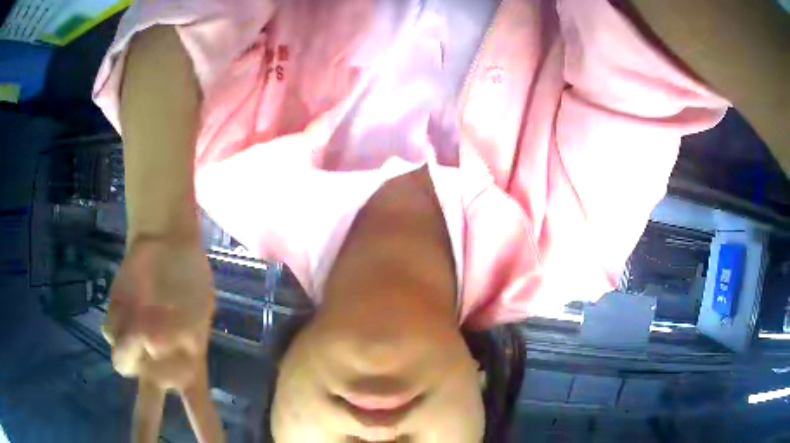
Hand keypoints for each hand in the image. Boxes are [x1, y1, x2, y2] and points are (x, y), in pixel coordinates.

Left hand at [103, 235, 222, 442]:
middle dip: (143, 432)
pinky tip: (130, 303)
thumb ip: (178, 332)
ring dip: (132, 345)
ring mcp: (133, 347)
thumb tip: (152, 346)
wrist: (163, 247)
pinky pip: (110, 333)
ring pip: (124, 365)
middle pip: (148, 407)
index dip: (206, 435)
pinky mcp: (113, 325)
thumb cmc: (189, 280)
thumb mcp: (196, 307)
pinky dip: (119, 319)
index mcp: (187, 367)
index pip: (200, 411)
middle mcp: (158, 365)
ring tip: (143, 321)